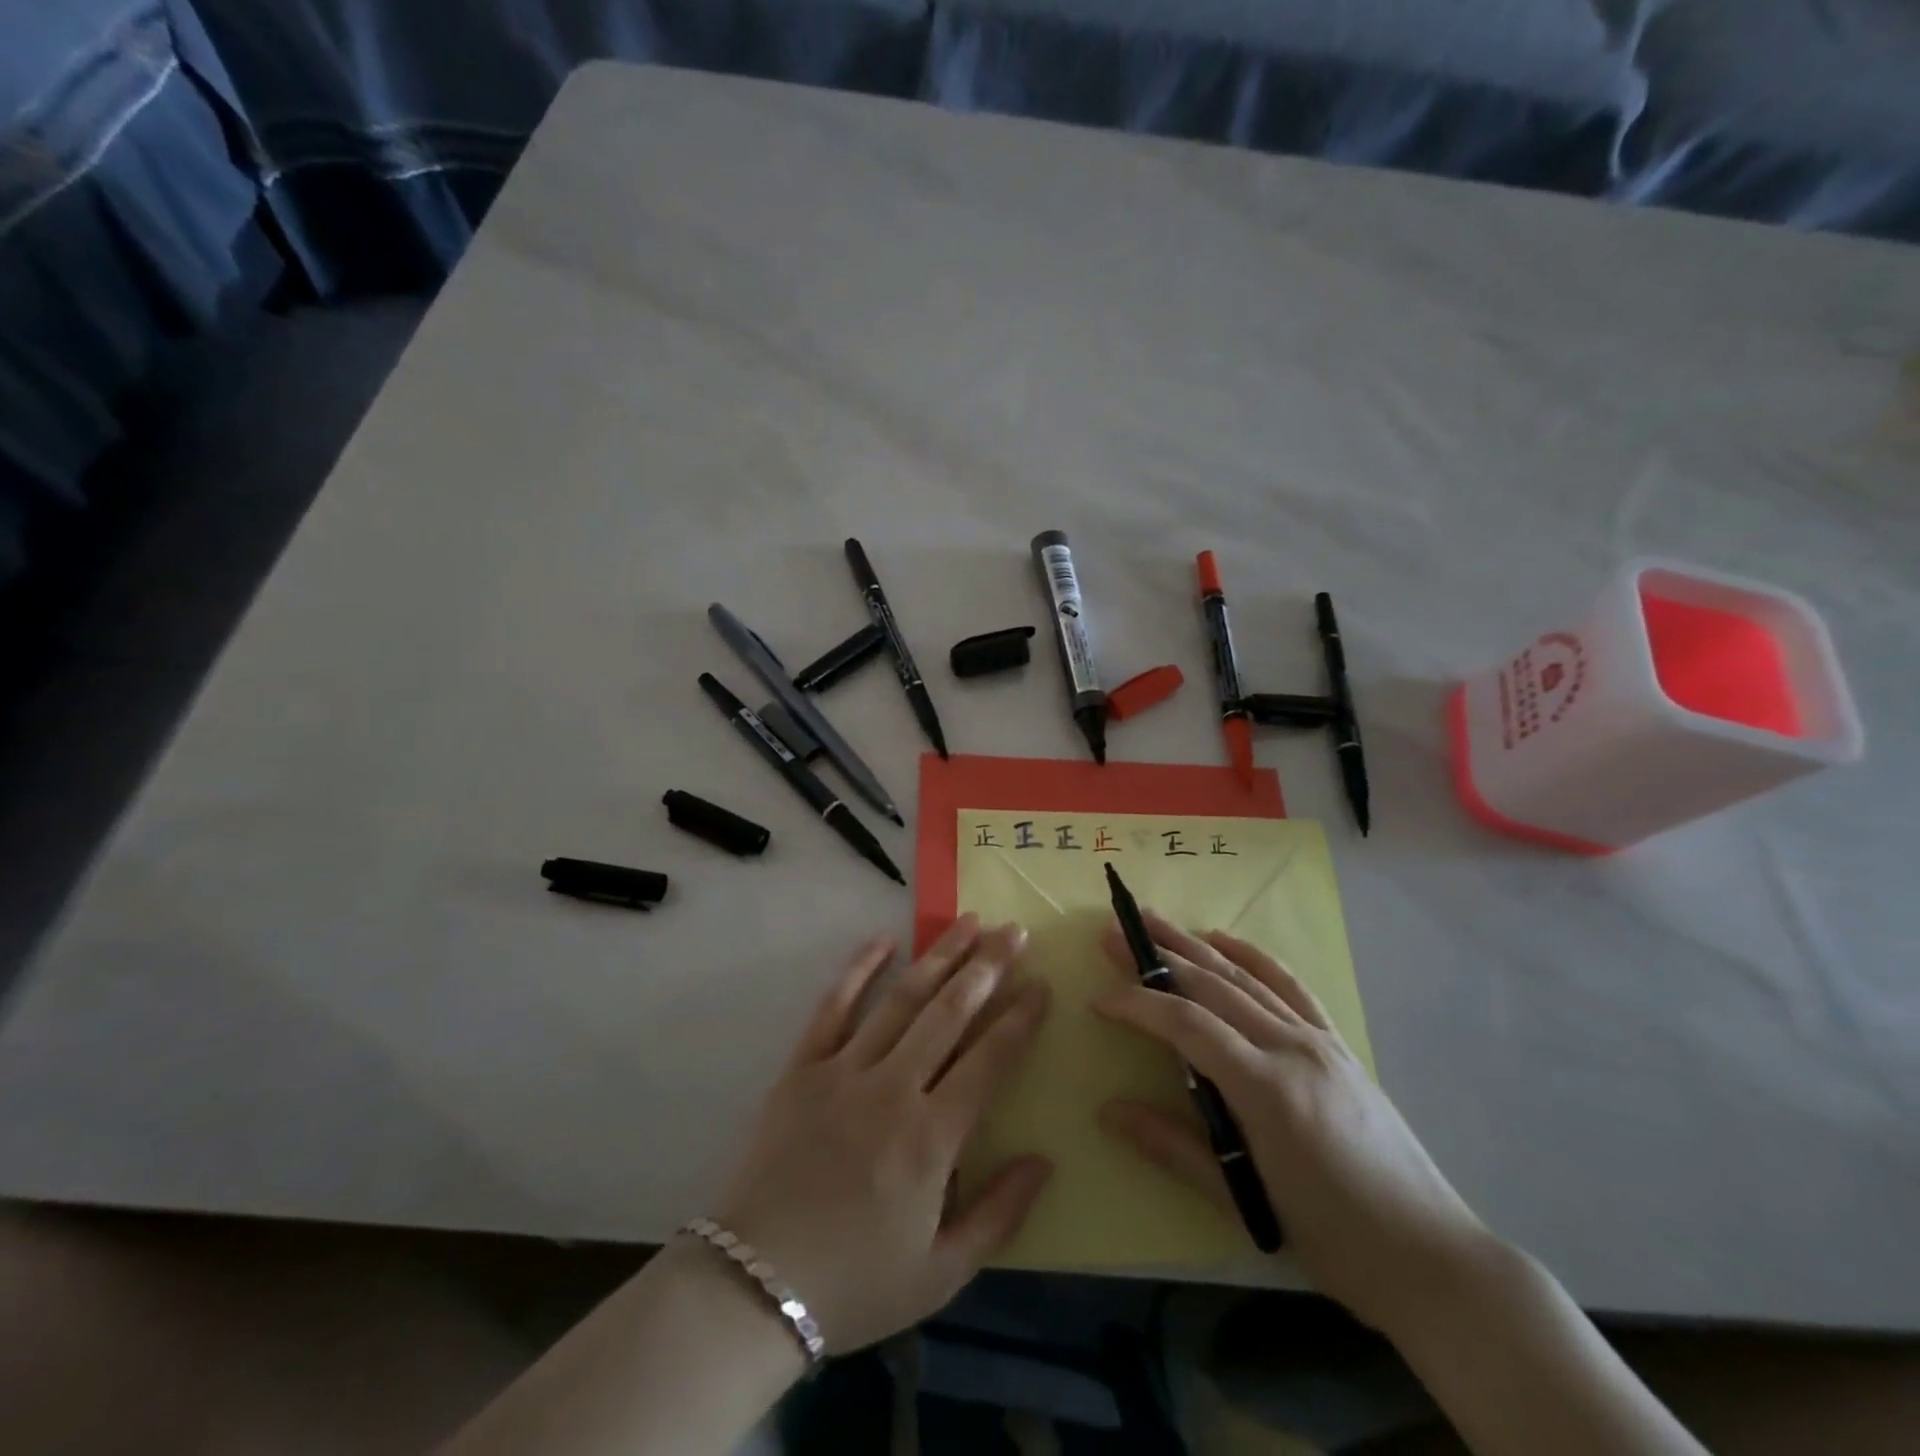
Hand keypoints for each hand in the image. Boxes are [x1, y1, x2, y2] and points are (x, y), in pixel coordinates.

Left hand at [711, 915, 1051, 1353]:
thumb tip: (1046, 1160)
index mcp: (932, 1138)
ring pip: (901, 999)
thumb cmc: (856, 1283)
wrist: (753, 1287)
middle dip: (987, 967)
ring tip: (967, 922)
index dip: (1019, 1018)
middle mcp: (893, 1089)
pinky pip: (834, 1007)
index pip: (989, 1060)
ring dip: (938, 957)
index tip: (1041, 983)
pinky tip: (882, 939)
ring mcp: (844, 1071)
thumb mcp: (942, 1273)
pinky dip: (859, 969)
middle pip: (950, 1013)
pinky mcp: (802, 1067)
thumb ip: (1000, 1215)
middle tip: (1014, 931)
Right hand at [1093, 914, 1492, 1333]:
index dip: (1139, 1006)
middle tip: (1113, 933)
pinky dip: (1253, 956)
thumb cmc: (1332, 1238)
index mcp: (1264, 1088)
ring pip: (1244, 977)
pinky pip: (1289, 987)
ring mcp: (1317, 1041)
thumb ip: (1173, 1147)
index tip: (1099, 999)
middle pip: (1212, 986)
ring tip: (1154, 921)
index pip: (1187, 1025)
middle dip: (1157, 957)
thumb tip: (1108, 1111)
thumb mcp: (1244, 1201)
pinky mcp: (1337, 1044)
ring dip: (1194, 946)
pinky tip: (1224, 939)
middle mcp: (1290, 1048)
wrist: (1430, 1254)